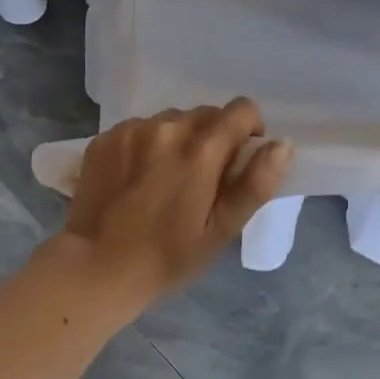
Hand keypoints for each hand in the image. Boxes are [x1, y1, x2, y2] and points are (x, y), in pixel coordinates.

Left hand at [55, 99, 291, 307]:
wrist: (97, 267)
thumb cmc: (168, 257)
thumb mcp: (222, 229)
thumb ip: (256, 184)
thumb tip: (282, 145)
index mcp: (201, 150)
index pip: (241, 111)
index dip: (249, 131)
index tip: (239, 160)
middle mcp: (167, 128)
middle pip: (205, 114)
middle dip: (213, 138)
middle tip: (201, 179)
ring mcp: (131, 130)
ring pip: (171, 120)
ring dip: (179, 140)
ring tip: (166, 179)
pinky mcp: (104, 138)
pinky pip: (139, 128)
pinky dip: (147, 145)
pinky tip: (137, 178)